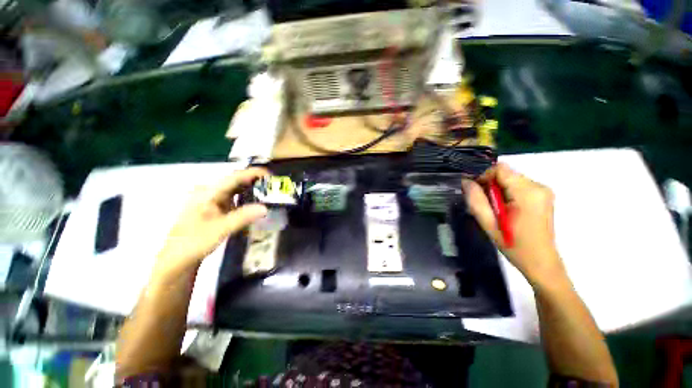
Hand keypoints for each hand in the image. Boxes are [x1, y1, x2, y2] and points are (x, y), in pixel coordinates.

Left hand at [154, 168, 267, 276]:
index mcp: (208, 192)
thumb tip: (266, 208)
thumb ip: (243, 217)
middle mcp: (210, 192)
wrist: (178, 258)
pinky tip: (256, 201)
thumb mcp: (220, 229)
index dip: (253, 173)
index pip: (234, 177)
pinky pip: (234, 198)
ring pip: (235, 189)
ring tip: (269, 190)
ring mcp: (212, 200)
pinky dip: (246, 197)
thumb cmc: (195, 242)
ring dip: (252, 188)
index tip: (270, 174)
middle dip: (255, 180)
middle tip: (274, 184)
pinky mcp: (215, 208)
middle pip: (236, 181)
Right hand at [462, 163, 565, 285]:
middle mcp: (538, 186)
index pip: (500, 169)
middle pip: (505, 173)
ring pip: (510, 178)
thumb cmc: (514, 245)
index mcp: (527, 193)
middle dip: (490, 184)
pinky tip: (505, 209)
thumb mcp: (489, 224)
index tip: (476, 192)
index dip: (483, 176)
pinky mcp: (542, 195)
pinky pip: (518, 185)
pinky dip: (507, 192)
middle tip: (484, 204)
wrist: (541, 262)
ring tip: (495, 209)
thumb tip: (465, 181)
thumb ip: (476, 200)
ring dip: (498, 189)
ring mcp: (543, 191)